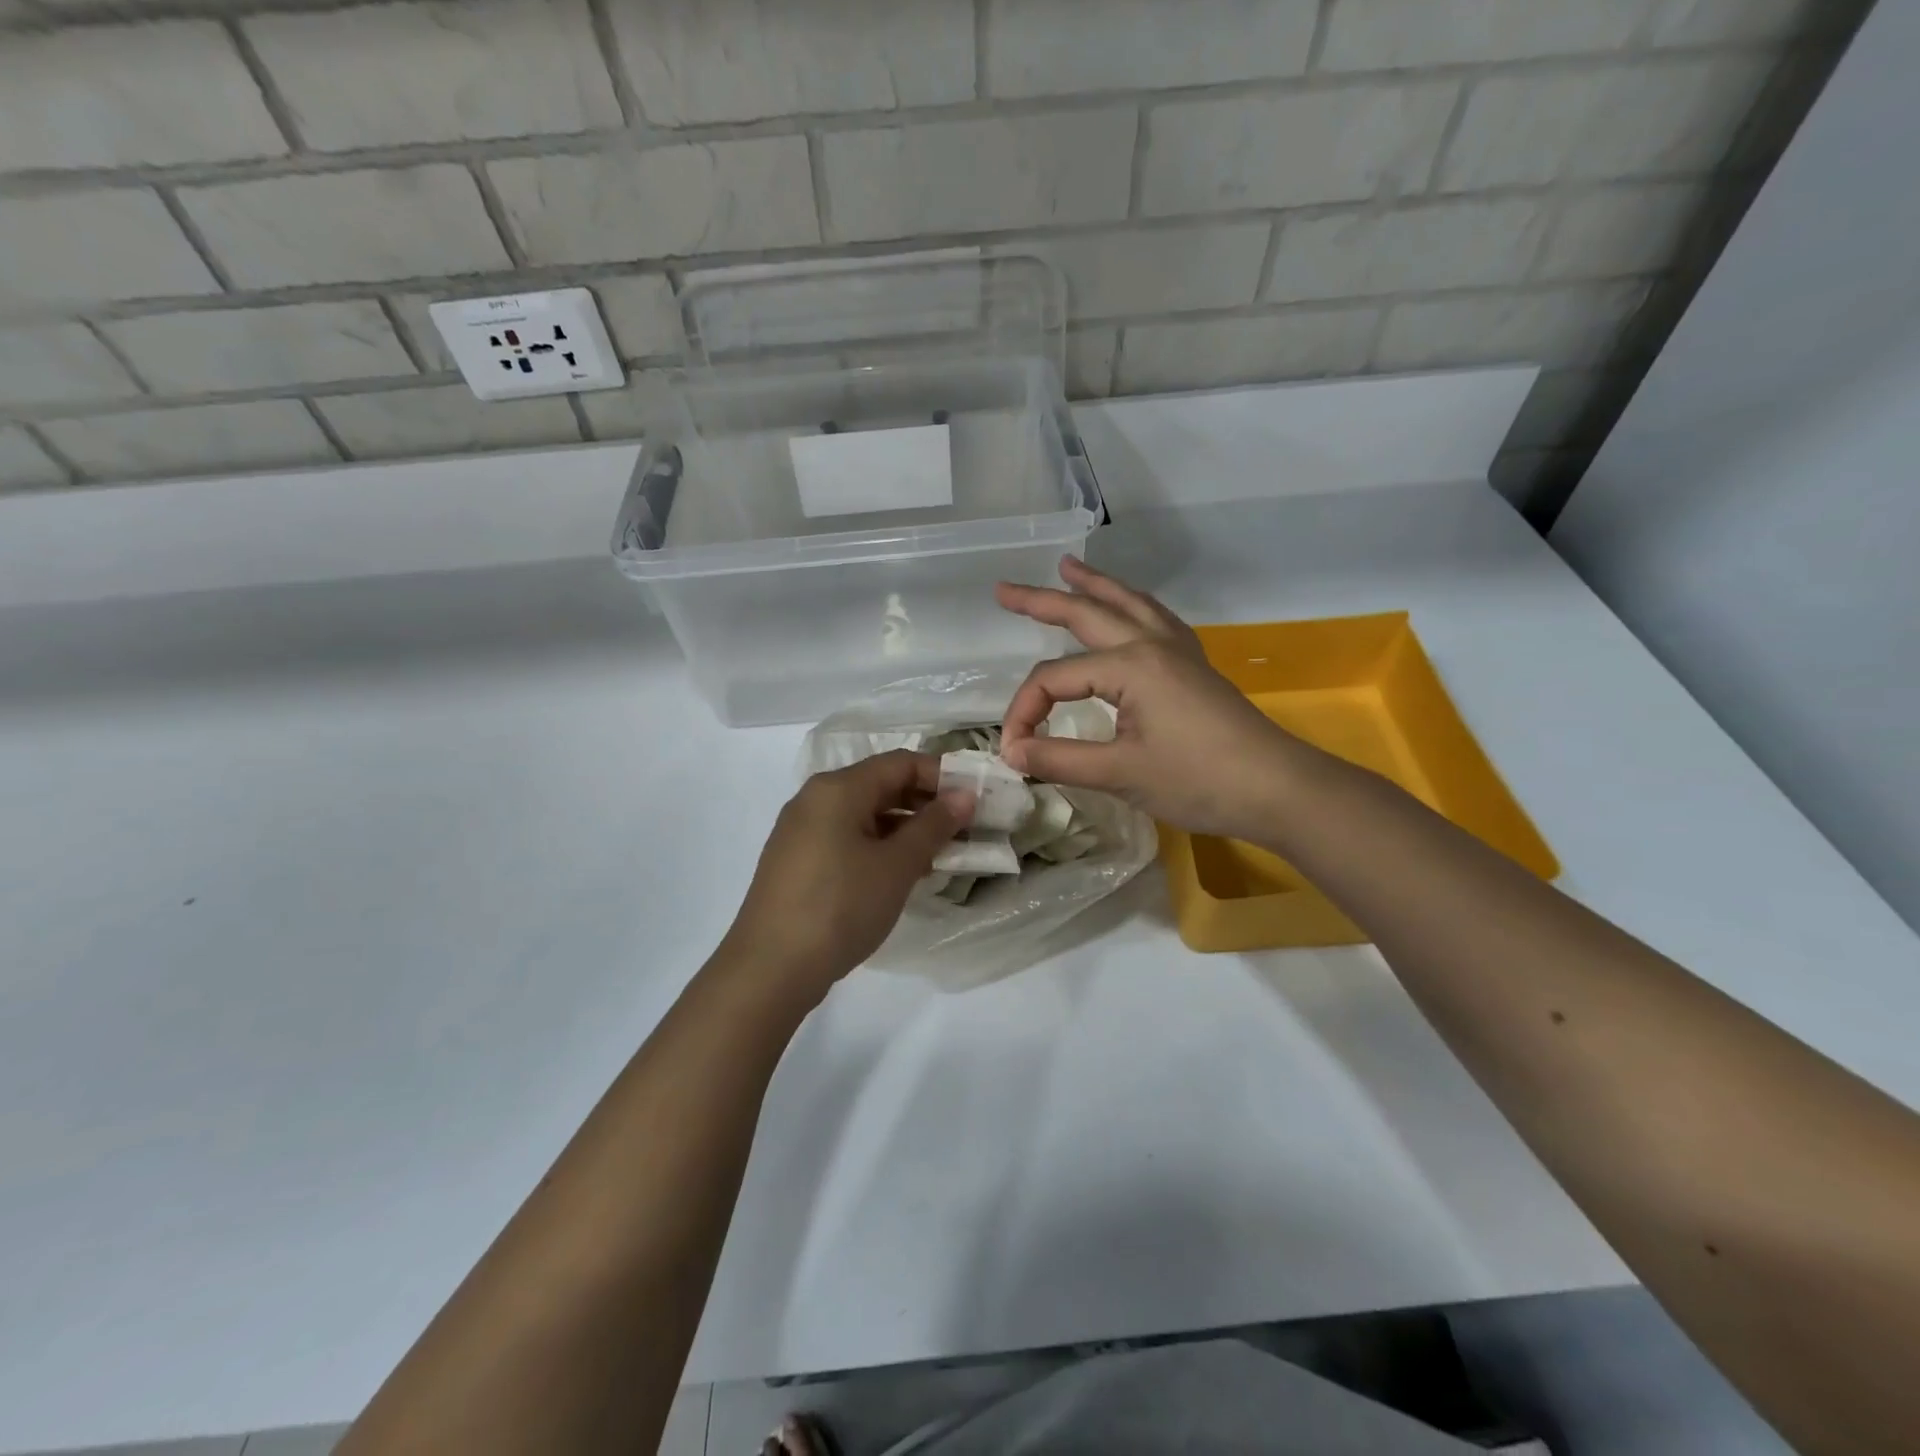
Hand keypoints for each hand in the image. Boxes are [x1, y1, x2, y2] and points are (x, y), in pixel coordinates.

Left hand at [720, 751, 970, 1001]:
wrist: (770, 968)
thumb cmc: (840, 906)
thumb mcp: (896, 865)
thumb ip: (933, 825)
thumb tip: (964, 795)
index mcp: (838, 788)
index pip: (900, 762)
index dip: (942, 776)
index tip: (975, 800)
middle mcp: (815, 799)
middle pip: (880, 785)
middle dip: (925, 804)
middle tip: (964, 830)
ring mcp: (801, 830)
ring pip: (864, 815)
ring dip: (904, 829)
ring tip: (940, 857)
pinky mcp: (797, 860)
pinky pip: (846, 838)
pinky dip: (878, 846)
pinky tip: (901, 874)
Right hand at [995, 557, 1305, 841]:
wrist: (1277, 789)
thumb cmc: (1198, 781)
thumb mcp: (1120, 774)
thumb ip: (1059, 759)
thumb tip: (1012, 751)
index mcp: (1129, 665)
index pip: (1054, 679)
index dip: (1024, 712)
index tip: (1014, 752)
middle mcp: (1151, 645)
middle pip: (1087, 613)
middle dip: (1043, 600)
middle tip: (1003, 590)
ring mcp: (1178, 652)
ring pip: (1128, 605)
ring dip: (1095, 586)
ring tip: (1068, 567)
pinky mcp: (1194, 666)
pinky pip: (1155, 620)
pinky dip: (1132, 606)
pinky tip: (1129, 610)